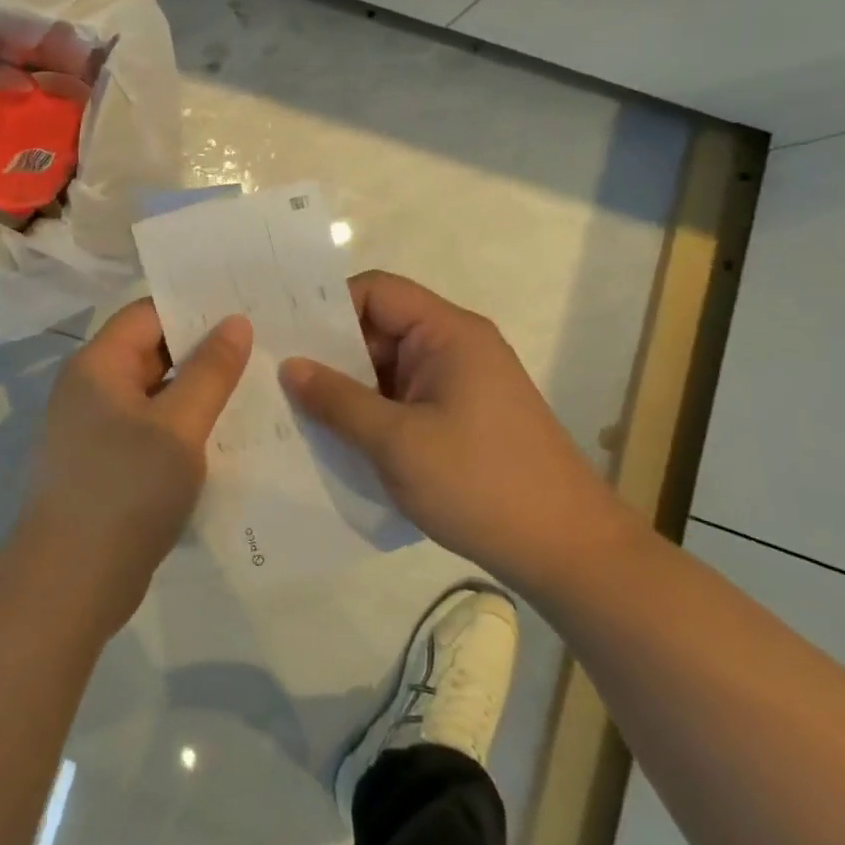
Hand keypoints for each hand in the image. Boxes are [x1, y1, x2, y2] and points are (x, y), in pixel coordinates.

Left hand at [26, 300, 252, 630]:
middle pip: (151, 350)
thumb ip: (210, 372)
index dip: (195, 307)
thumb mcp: (179, 427)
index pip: (149, 313)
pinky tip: (225, 432)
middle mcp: (90, 386)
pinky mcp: (105, 462)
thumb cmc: (125, 491)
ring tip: (255, 384)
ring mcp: (95, 426)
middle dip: (202, 349)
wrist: (70, 583)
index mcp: (98, 364)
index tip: (245, 308)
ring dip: (196, 389)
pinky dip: (182, 424)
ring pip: (154, 391)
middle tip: (262, 345)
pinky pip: (149, 426)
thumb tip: (236, 321)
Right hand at [281, 270, 632, 596]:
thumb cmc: (481, 484)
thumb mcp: (397, 442)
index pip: (376, 291)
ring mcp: (458, 384)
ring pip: (386, 366)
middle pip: (378, 327)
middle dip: (329, 350)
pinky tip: (334, 434)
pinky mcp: (459, 417)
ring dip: (347, 386)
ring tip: (293, 406)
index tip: (284, 334)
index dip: (328, 305)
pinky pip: (402, 397)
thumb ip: (338, 400)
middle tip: (274, 372)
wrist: (569, 553)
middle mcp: (454, 347)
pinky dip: (369, 410)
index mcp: (448, 333)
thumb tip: (289, 366)